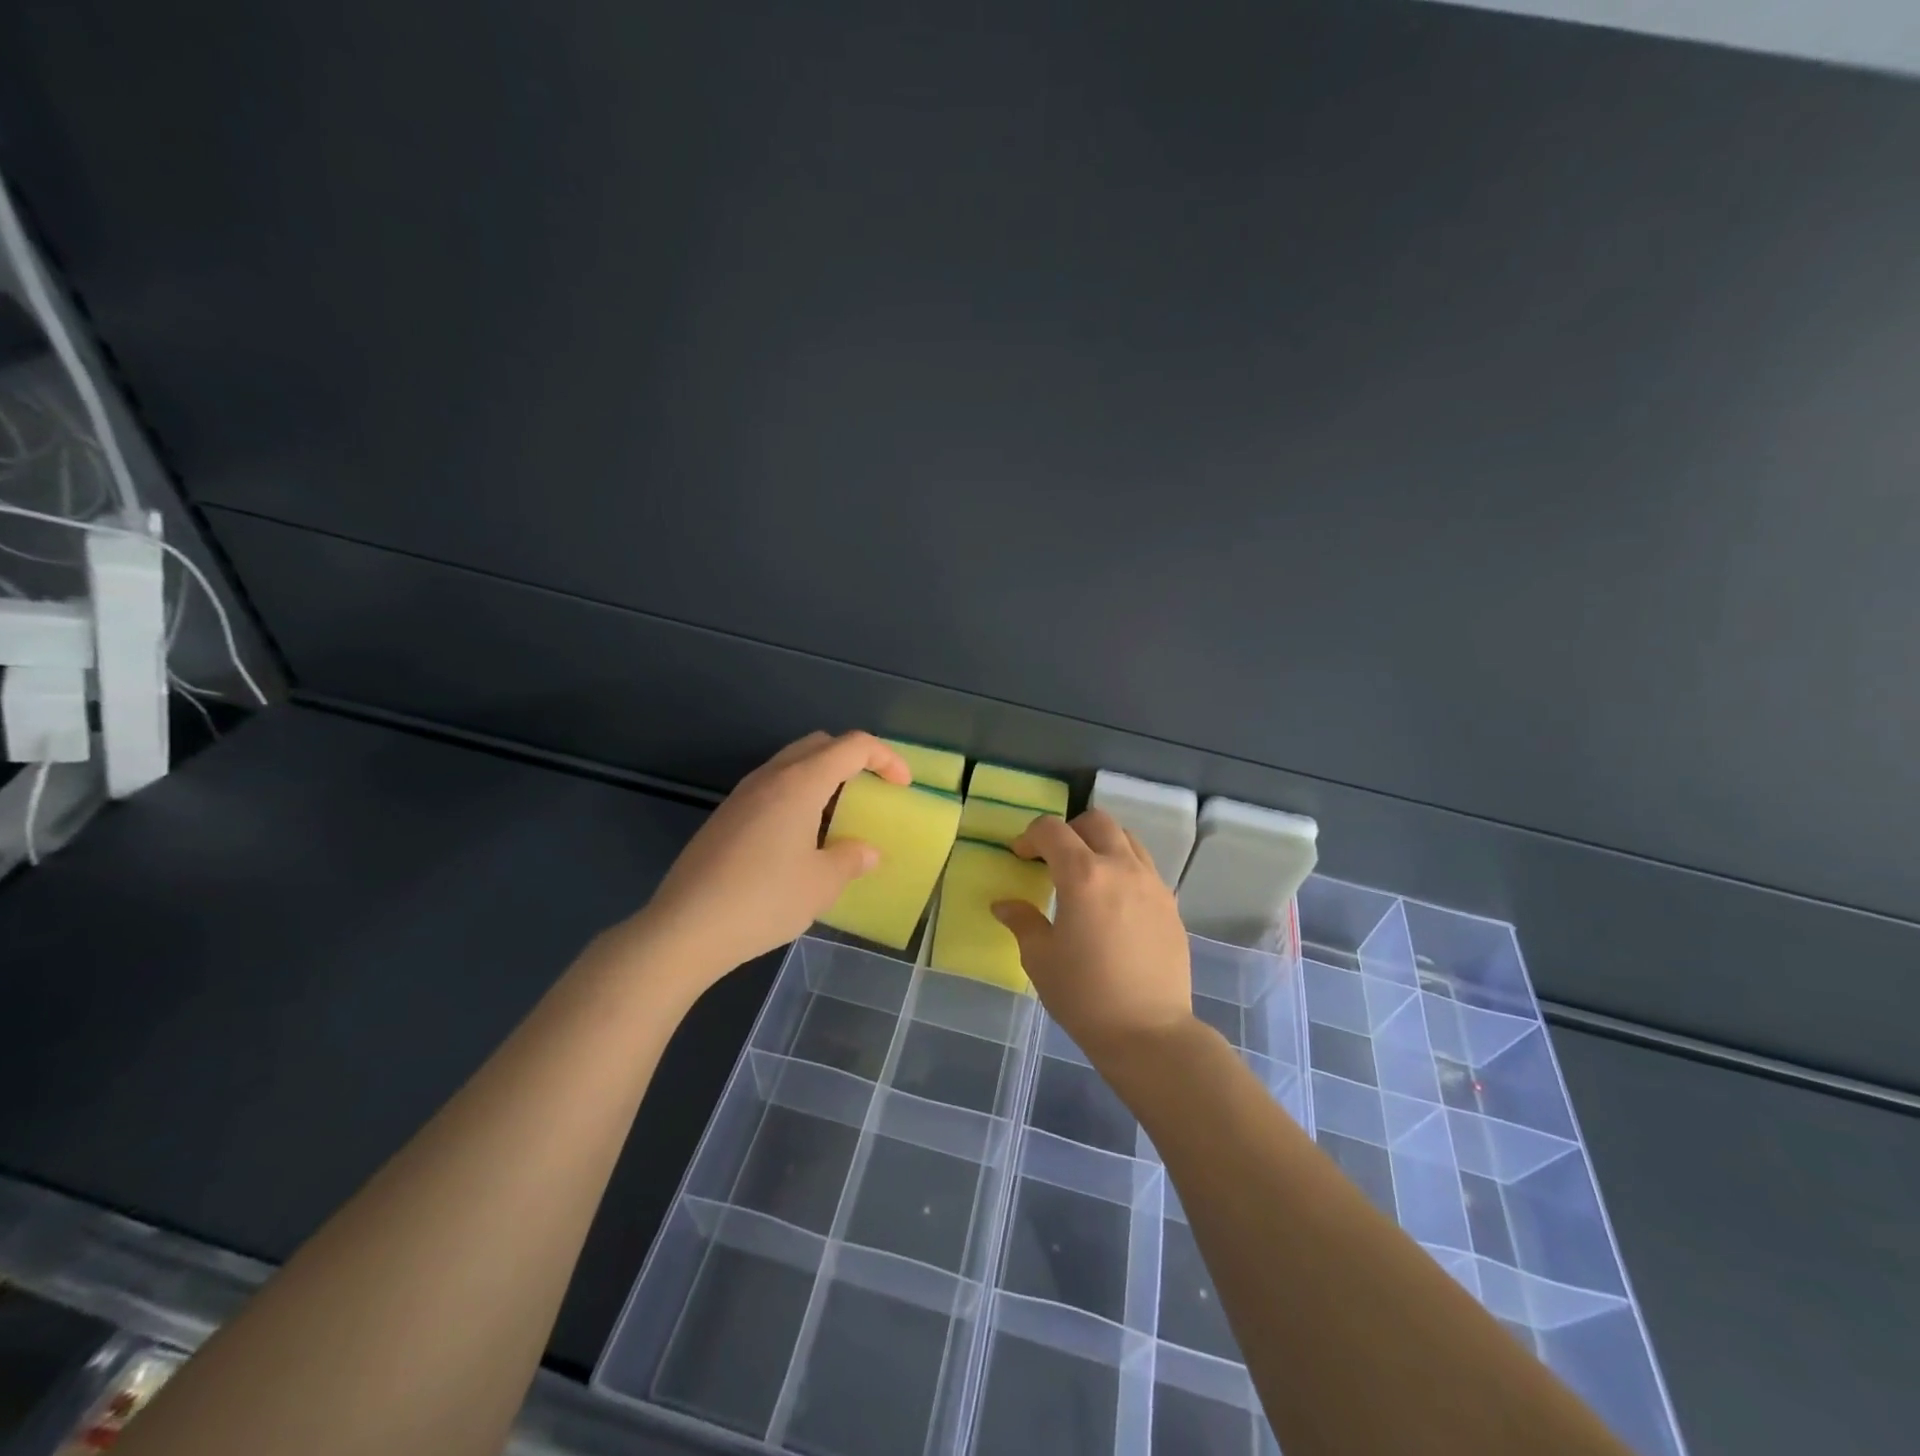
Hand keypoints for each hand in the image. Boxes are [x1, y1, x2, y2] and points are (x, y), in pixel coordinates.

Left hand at [623, 731, 909, 993]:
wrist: (684, 928)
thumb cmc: (763, 900)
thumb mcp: (821, 884)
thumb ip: (851, 860)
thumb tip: (866, 852)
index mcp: (800, 783)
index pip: (853, 746)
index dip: (886, 758)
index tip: (903, 786)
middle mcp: (770, 777)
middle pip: (820, 745)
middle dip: (853, 760)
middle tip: (872, 792)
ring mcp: (742, 795)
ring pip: (792, 765)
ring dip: (823, 779)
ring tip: (838, 819)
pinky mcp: (725, 817)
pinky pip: (772, 788)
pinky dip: (798, 797)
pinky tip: (800, 840)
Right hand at [992, 809, 1194, 1063]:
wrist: (1149, 1032)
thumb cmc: (1085, 995)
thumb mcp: (1040, 959)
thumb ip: (1023, 921)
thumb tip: (1004, 904)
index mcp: (1083, 875)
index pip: (1052, 830)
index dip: (1030, 836)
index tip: (1020, 857)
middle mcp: (1121, 867)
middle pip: (1096, 822)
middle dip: (1069, 830)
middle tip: (1053, 858)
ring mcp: (1152, 883)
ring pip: (1126, 839)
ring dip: (1100, 844)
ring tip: (1086, 874)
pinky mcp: (1170, 903)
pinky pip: (1144, 867)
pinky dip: (1124, 867)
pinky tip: (1113, 902)